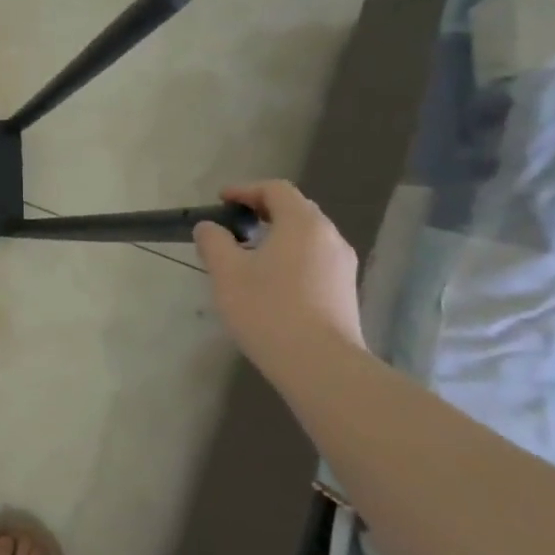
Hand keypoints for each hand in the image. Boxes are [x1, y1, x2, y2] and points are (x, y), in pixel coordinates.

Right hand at [193, 180, 365, 373]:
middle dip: (263, 210)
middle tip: (235, 223)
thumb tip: (210, 227)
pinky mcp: (344, 291)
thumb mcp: (226, 273)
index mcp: (302, 223)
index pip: (275, 189)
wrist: (320, 365)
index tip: (221, 201)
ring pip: (307, 236)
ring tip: (249, 253)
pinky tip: (271, 280)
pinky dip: (291, 256)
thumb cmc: (268, 309)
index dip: (245, 190)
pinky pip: (315, 259)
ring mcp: (342, 265)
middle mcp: (329, 237)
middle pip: (296, 209)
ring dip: (278, 235)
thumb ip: (213, 242)